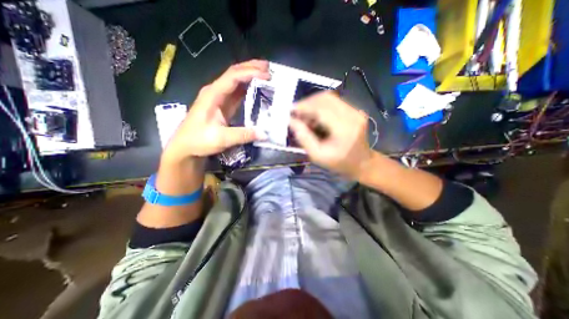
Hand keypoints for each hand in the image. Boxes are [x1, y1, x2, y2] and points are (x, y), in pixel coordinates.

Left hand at [161, 60, 268, 164]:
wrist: (185, 147)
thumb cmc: (198, 141)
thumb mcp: (221, 139)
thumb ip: (243, 135)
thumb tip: (264, 134)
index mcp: (213, 95)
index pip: (233, 77)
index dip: (250, 73)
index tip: (266, 75)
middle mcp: (215, 92)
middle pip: (234, 73)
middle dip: (251, 68)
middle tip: (268, 68)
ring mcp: (219, 98)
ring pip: (236, 81)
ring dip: (250, 76)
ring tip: (266, 75)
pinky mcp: (223, 106)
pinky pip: (237, 93)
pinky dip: (248, 88)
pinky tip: (256, 89)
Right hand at [289, 93, 373, 180]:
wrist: (362, 163)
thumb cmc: (339, 163)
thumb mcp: (318, 155)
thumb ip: (304, 138)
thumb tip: (291, 121)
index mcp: (344, 128)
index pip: (321, 108)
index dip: (304, 106)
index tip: (291, 111)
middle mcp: (352, 114)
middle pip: (325, 98)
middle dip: (307, 103)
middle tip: (297, 114)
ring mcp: (355, 111)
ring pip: (329, 98)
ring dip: (314, 104)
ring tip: (305, 117)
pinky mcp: (355, 110)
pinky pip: (334, 102)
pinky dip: (321, 107)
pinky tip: (316, 117)